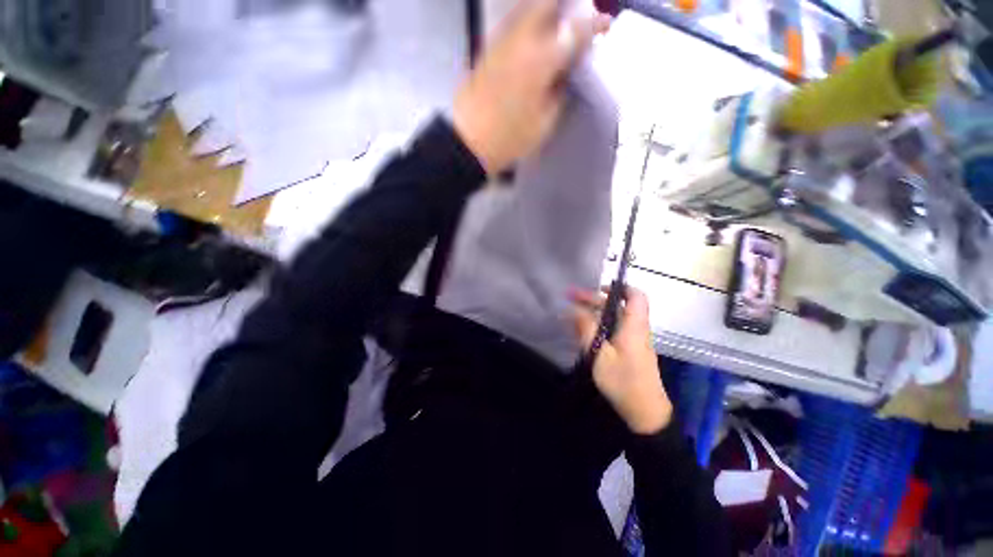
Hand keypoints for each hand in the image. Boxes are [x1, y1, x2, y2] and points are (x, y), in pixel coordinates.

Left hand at [453, 0, 611, 174]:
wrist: (468, 142)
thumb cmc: (510, 139)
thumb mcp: (544, 124)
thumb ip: (559, 93)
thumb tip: (565, 75)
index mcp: (541, 60)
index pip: (575, 30)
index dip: (594, 24)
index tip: (604, 25)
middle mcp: (521, 40)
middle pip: (547, 2)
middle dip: (567, 5)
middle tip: (577, 20)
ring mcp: (501, 42)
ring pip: (527, 8)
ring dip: (547, 10)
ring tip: (557, 28)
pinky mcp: (487, 50)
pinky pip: (513, 24)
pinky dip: (528, 23)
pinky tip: (533, 40)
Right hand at [571, 287, 672, 434]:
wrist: (645, 413)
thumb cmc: (623, 381)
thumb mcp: (599, 353)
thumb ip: (586, 328)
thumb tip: (573, 308)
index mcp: (634, 326)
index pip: (635, 296)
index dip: (618, 287)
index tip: (597, 288)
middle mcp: (635, 329)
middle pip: (617, 306)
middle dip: (594, 300)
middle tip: (570, 299)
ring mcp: (632, 341)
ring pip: (612, 319)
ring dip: (592, 313)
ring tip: (569, 313)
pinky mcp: (627, 351)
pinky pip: (611, 331)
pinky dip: (595, 326)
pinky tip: (579, 330)